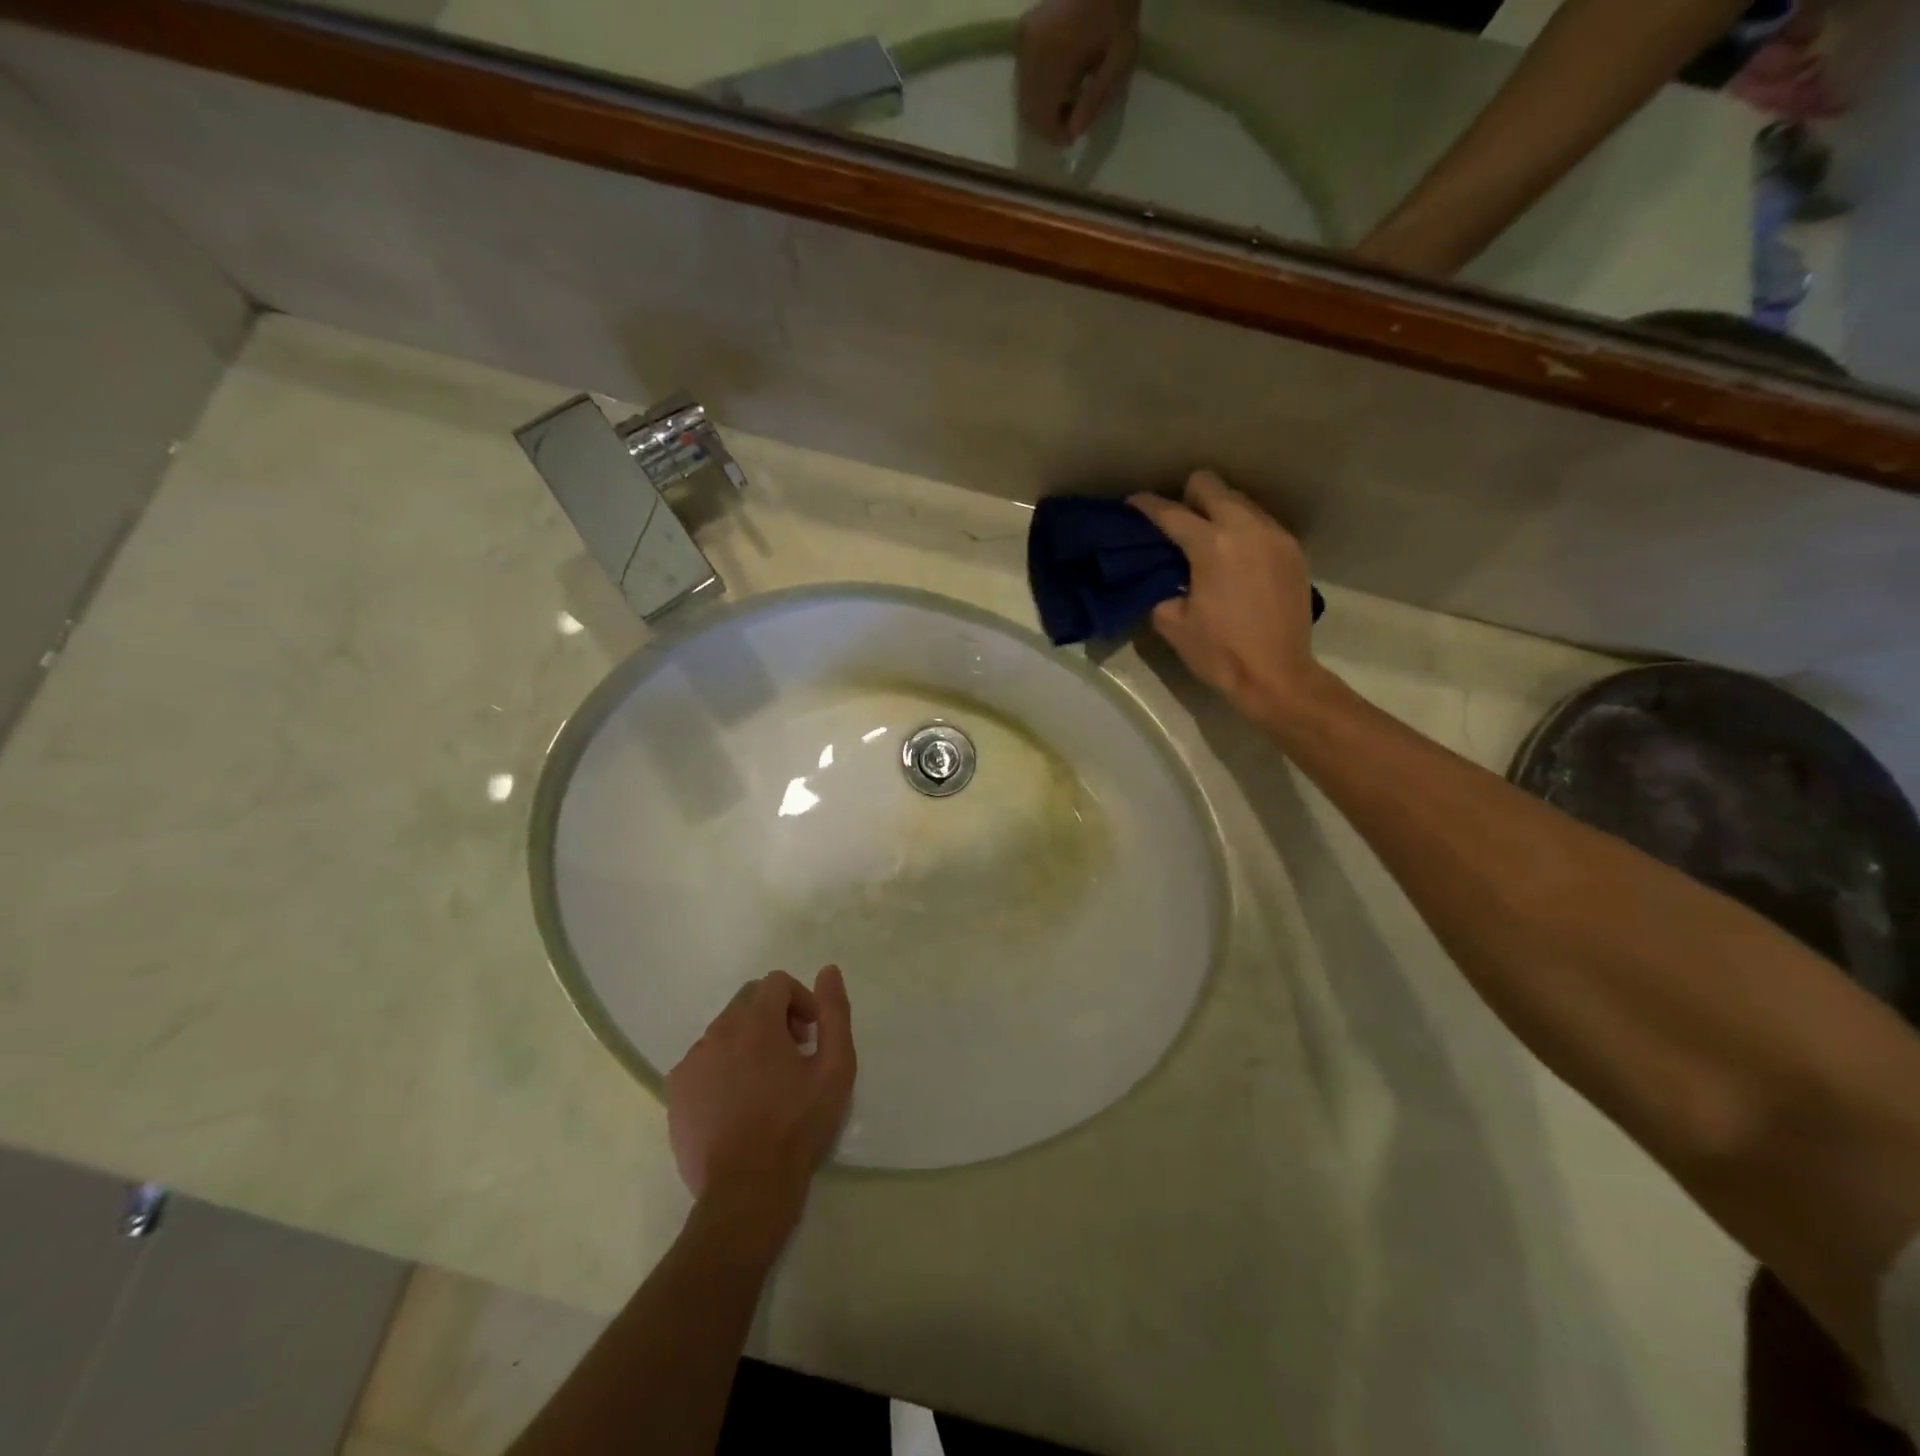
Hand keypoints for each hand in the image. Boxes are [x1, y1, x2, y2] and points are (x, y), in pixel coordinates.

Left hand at [666, 967, 855, 1226]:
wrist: (747, 1191)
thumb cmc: (798, 1126)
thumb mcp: (835, 1068)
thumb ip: (835, 1013)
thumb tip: (829, 971)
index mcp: (756, 1021)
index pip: (777, 983)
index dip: (800, 1000)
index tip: (812, 1035)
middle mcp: (718, 1032)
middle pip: (748, 1001)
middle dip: (775, 1016)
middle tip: (794, 1055)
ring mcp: (692, 1062)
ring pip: (724, 1031)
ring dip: (748, 1042)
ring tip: (766, 1083)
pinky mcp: (676, 1092)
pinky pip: (703, 1062)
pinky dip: (722, 1068)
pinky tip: (737, 1103)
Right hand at [1016, 0, 1139, 143]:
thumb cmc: (1118, 9)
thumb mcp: (1120, 57)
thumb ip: (1096, 98)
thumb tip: (1074, 132)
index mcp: (1053, 56)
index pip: (1042, 115)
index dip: (1054, 134)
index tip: (1071, 139)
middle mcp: (1031, 49)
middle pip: (1028, 108)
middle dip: (1046, 124)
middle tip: (1069, 125)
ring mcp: (1025, 38)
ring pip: (1023, 94)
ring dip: (1041, 108)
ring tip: (1066, 104)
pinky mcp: (1024, 30)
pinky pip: (1024, 75)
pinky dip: (1037, 89)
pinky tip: (1058, 83)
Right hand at [1130, 472, 1324, 726]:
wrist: (1277, 676)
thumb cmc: (1220, 653)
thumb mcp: (1172, 623)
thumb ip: (1160, 588)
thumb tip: (1161, 576)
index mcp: (1211, 545)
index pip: (1171, 512)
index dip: (1146, 506)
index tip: (1132, 505)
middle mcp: (1246, 528)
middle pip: (1210, 486)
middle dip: (1186, 497)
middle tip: (1175, 525)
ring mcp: (1275, 536)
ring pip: (1239, 501)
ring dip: (1217, 512)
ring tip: (1206, 541)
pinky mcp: (1293, 551)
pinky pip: (1260, 523)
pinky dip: (1241, 531)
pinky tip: (1234, 559)